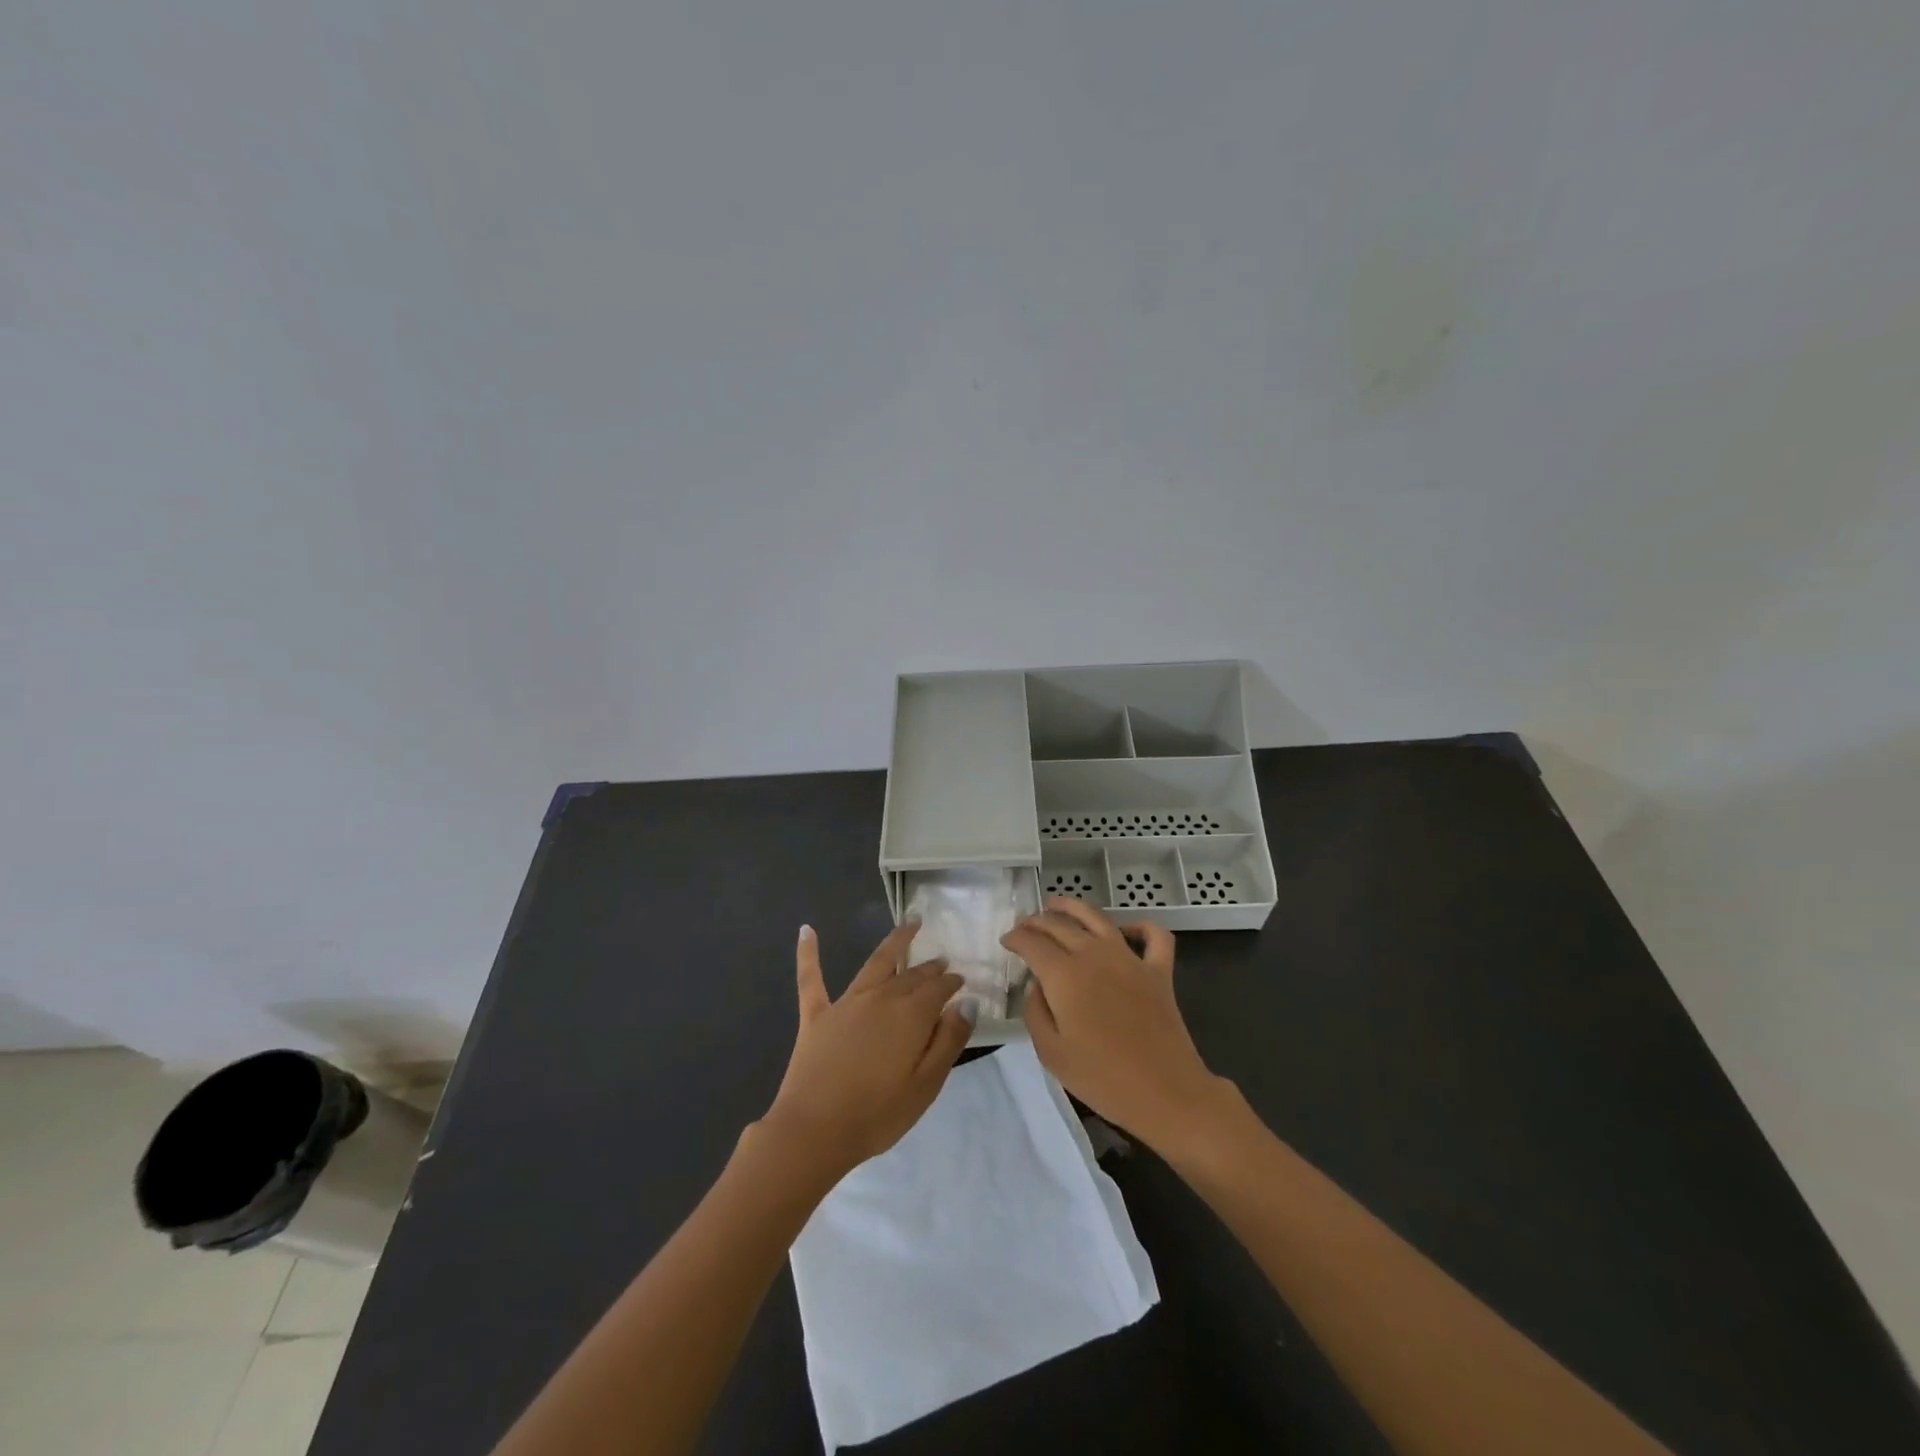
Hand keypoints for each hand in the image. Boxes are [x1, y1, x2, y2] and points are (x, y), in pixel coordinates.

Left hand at [763, 920, 972, 1179]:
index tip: (962, 981)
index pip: (938, 989)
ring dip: (894, 942)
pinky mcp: (816, 1015)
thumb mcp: (926, 1085)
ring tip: (910, 925)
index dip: (952, 982)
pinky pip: (811, 977)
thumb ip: (948, 1041)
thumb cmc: (877, 1114)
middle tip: (942, 962)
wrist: (814, 1131)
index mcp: (911, 1015)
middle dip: (929, 967)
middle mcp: (881, 998)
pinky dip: (809, 952)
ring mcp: (846, 1003)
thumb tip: (968, 1003)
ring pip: (876, 963)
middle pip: (911, 975)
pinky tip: (807, 930)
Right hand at [1003, 898, 1226, 1153]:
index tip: (1006, 941)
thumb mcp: (1051, 1052)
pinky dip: (1140, 926)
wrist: (1165, 1093)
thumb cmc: (1101, 1078)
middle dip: (1037, 921)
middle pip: (1059, 925)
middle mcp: (1094, 955)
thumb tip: (1037, 985)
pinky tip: (1126, 930)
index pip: (1032, 943)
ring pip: (1097, 918)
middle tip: (1024, 925)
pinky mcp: (1159, 971)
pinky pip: (1153, 936)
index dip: (1015, 938)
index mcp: (1064, 975)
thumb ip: (1035, 1012)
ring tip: (1056, 904)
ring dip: (1073, 907)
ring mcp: (1130, 959)